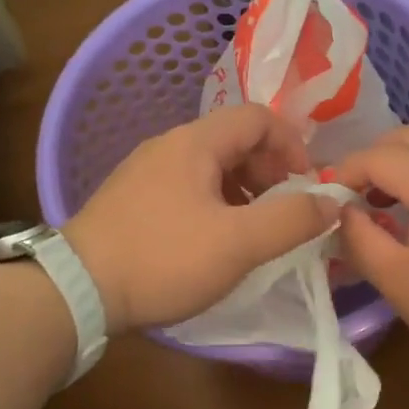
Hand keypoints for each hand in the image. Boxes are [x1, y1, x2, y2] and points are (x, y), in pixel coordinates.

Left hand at [63, 104, 339, 333]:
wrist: (76, 290)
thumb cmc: (163, 259)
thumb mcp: (238, 243)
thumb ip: (291, 220)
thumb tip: (332, 201)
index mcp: (195, 143)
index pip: (258, 117)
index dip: (292, 145)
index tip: (307, 186)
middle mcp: (168, 146)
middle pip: (234, 140)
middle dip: (269, 171)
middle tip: (284, 212)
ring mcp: (144, 172)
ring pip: (210, 167)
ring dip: (243, 191)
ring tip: (254, 231)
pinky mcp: (130, 201)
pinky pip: (186, 188)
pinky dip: (214, 204)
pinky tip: (213, 242)